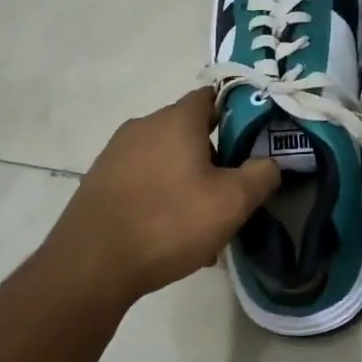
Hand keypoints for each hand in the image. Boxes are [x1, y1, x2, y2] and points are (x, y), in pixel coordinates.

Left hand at [53, 88, 279, 304]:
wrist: (91, 265)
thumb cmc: (169, 222)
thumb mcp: (232, 202)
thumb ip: (261, 175)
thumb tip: (270, 162)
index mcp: (176, 120)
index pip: (212, 96)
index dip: (237, 113)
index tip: (254, 140)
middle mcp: (143, 126)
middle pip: (190, 131)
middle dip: (214, 158)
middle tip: (231, 192)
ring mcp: (116, 154)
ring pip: (166, 160)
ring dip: (188, 183)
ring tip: (202, 225)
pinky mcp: (99, 182)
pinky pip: (143, 180)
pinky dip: (161, 198)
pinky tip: (169, 236)